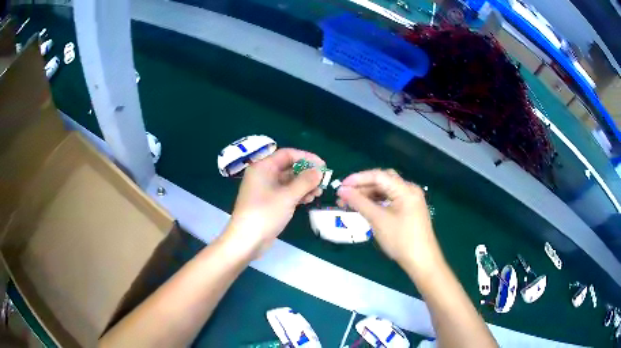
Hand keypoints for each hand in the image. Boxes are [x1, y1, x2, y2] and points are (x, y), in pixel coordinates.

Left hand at [225, 148, 323, 257]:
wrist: (247, 241)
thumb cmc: (265, 214)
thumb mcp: (288, 196)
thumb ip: (305, 181)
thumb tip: (319, 171)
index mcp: (263, 167)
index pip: (287, 154)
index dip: (306, 157)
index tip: (323, 166)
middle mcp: (263, 175)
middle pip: (289, 167)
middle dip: (307, 173)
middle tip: (323, 181)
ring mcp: (265, 189)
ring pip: (288, 181)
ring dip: (304, 185)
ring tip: (319, 193)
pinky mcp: (268, 202)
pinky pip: (285, 192)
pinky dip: (298, 194)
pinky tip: (309, 200)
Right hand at [336, 169, 442, 275]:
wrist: (421, 261)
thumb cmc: (401, 240)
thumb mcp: (378, 220)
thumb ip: (359, 203)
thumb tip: (342, 191)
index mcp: (405, 189)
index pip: (378, 176)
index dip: (358, 179)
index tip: (340, 186)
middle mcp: (409, 190)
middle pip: (382, 181)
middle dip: (362, 186)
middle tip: (344, 195)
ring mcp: (410, 200)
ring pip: (385, 191)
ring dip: (367, 195)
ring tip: (350, 203)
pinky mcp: (409, 210)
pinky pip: (390, 200)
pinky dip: (376, 202)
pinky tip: (364, 208)